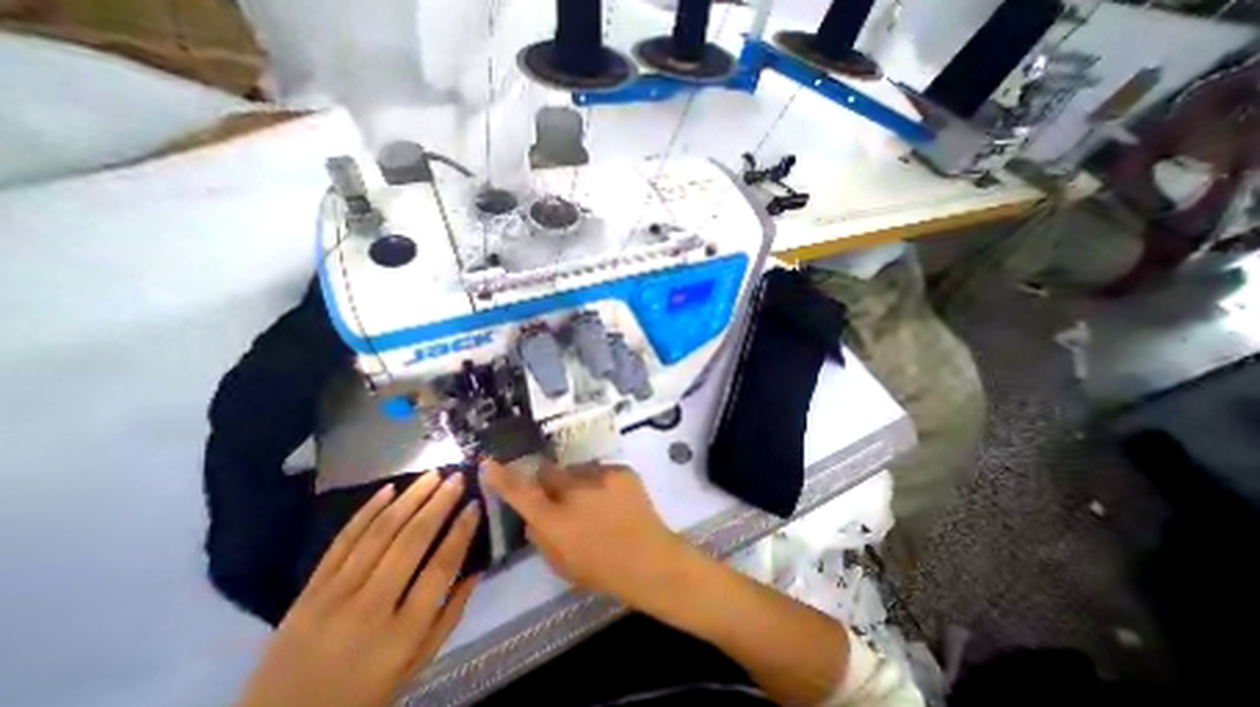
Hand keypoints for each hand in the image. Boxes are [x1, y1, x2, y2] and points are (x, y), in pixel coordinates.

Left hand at [233, 474, 479, 706]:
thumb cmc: (362, 695)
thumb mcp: (416, 665)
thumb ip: (450, 616)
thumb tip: (477, 568)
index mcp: (401, 633)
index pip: (440, 568)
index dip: (461, 532)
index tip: (475, 505)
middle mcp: (368, 609)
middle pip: (411, 542)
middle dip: (439, 504)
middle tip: (457, 478)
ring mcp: (332, 598)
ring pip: (379, 534)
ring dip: (410, 498)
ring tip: (432, 475)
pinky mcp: (307, 592)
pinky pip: (341, 542)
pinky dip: (366, 512)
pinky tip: (388, 489)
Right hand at [482, 458, 684, 606]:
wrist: (650, 559)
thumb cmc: (603, 570)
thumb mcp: (562, 564)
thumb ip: (541, 536)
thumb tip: (533, 515)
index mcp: (555, 520)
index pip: (520, 493)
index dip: (502, 477)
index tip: (489, 462)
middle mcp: (574, 492)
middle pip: (549, 471)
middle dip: (549, 480)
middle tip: (562, 496)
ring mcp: (601, 477)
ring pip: (577, 471)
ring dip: (578, 483)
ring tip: (596, 503)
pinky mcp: (621, 470)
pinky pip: (601, 472)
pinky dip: (601, 483)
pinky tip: (614, 501)